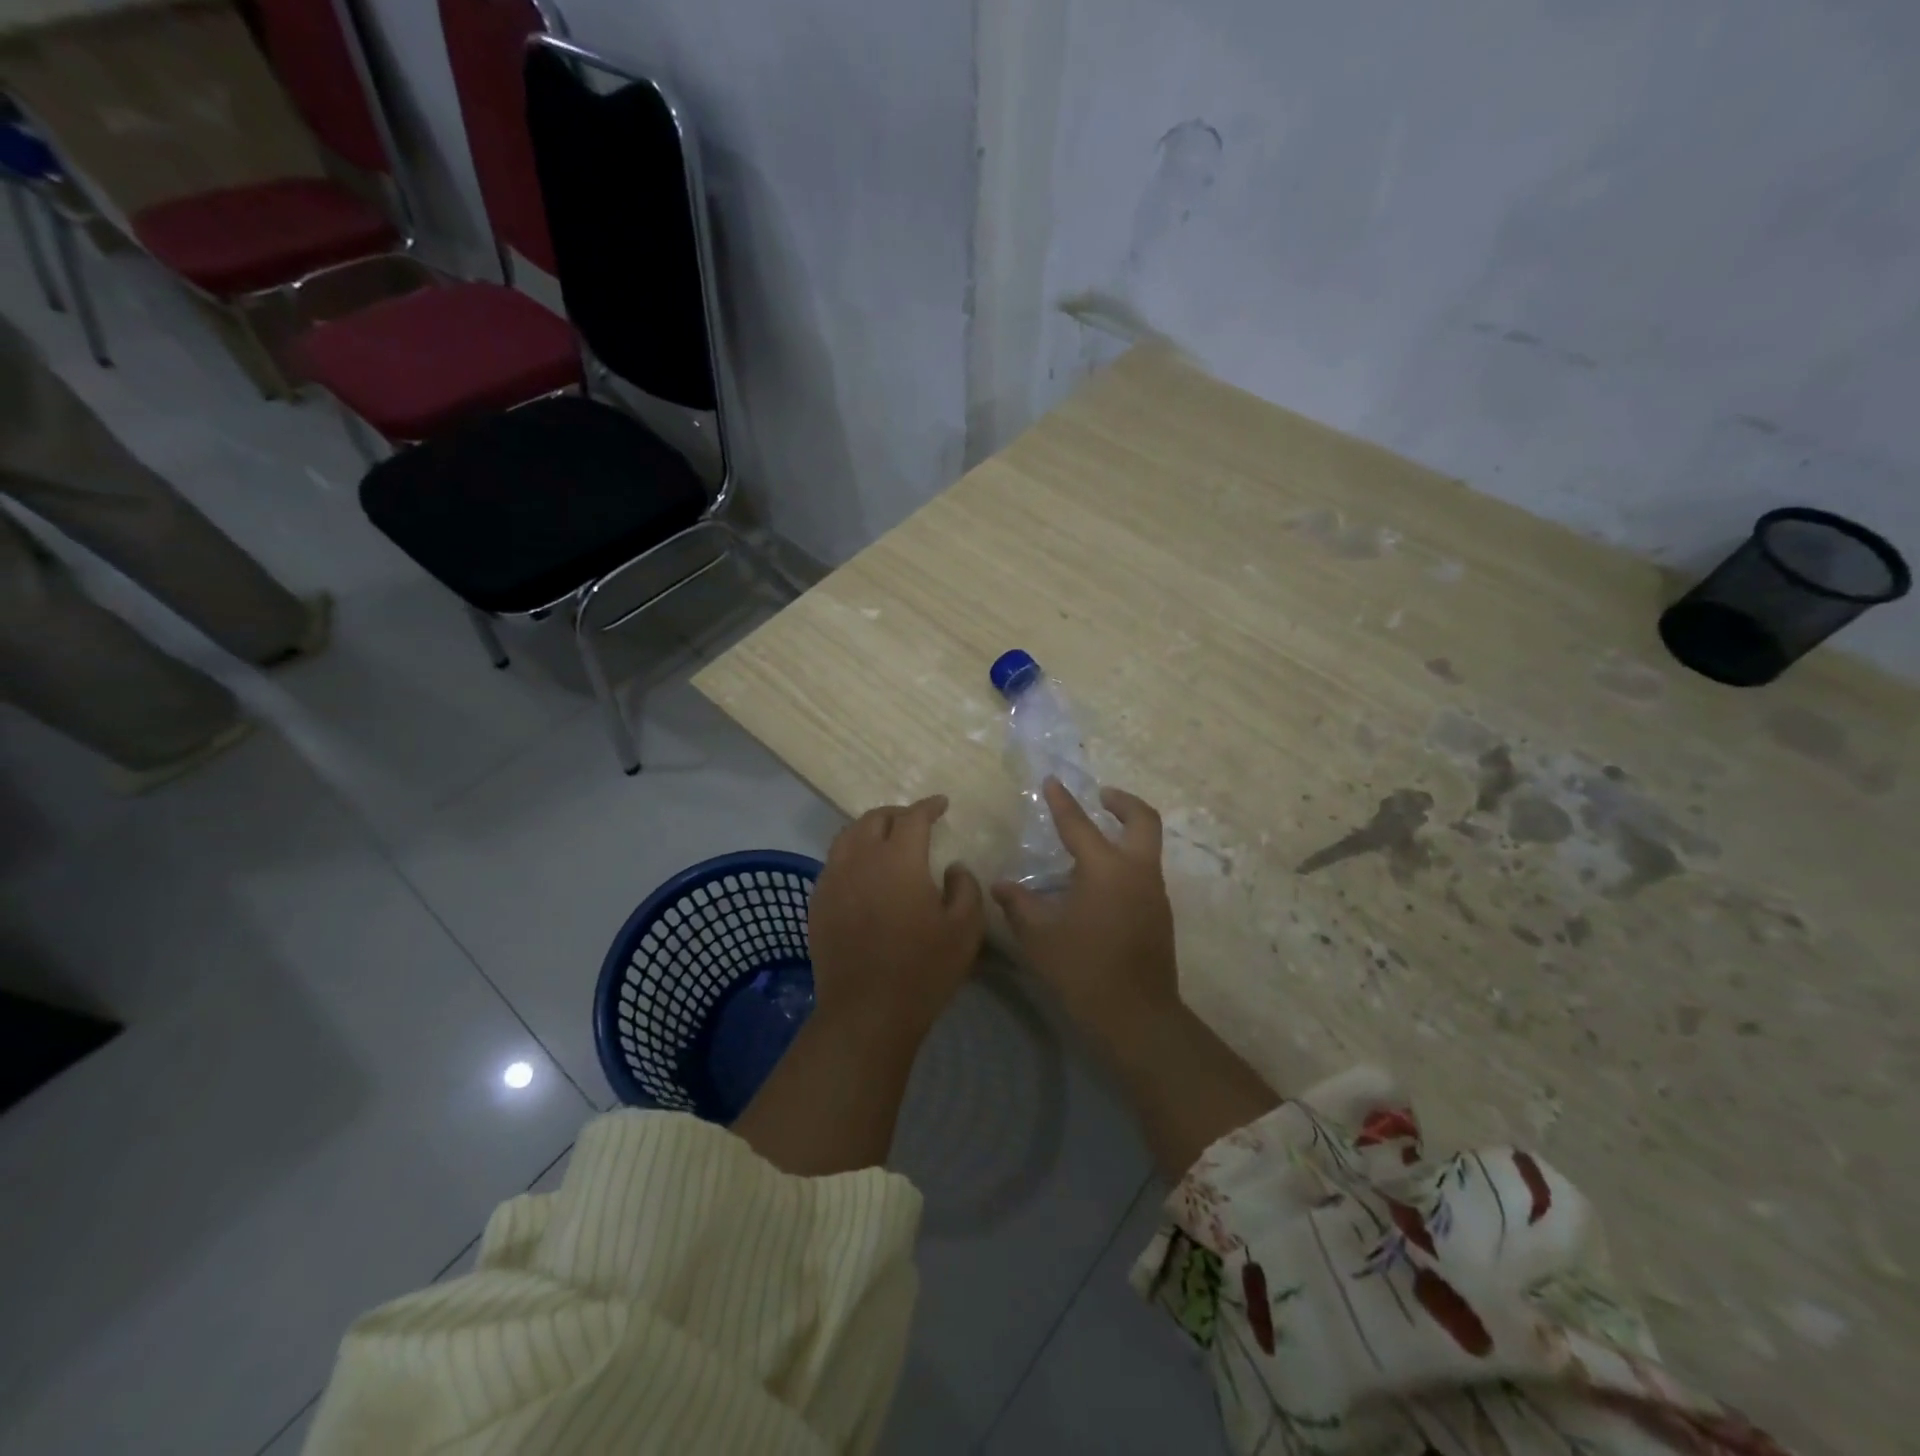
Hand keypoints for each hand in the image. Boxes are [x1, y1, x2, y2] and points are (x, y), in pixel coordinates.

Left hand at [808, 795, 986, 1041]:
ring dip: (869, 829)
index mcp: (898, 859)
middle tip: (914, 822)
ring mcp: (833, 880)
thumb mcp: (965, 928)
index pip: (912, 817)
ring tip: (885, 839)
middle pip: (874, 819)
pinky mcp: (818, 903)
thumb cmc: (922, 969)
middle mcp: (860, 859)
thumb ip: (965, 886)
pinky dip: (850, 854)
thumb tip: (952, 866)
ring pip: (847, 836)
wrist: (866, 1012)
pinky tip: (862, 871)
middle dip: (897, 814)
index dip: (928, 806)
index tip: (941, 804)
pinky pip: (833, 863)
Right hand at [993, 779, 1178, 1039]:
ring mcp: (1154, 892)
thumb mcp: (1039, 937)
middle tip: (1101, 796)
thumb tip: (1001, 885)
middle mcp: (1136, 871)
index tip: (1053, 780)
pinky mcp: (1160, 913)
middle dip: (1123, 802)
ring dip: (1126, 832)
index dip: (1062, 801)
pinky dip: (1126, 860)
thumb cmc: (1083, 970)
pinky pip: (1144, 871)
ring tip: (1093, 842)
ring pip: (1147, 846)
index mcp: (1105, 869)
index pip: (1079, 824)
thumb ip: (1019, 905)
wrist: (1137, 1016)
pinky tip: (1099, 883)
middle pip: (1142, 820)